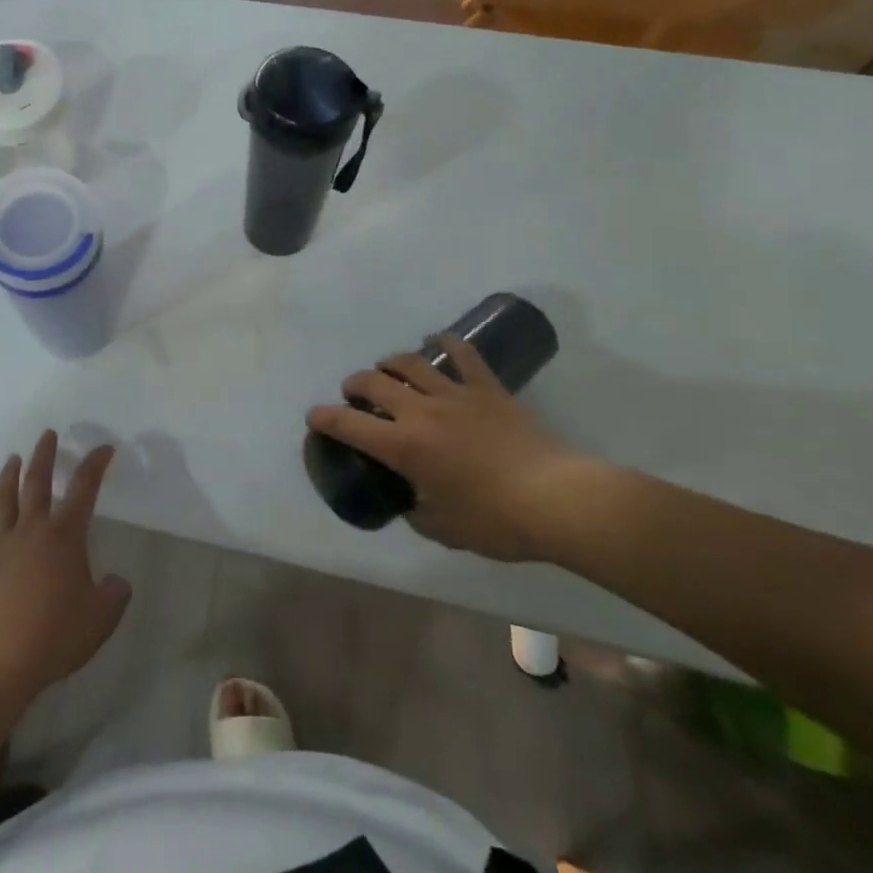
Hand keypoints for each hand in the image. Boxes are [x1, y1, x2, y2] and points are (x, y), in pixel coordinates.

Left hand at [0, 430, 131, 703]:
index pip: (84, 489)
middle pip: (37, 482)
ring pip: (4, 499)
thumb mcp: (100, 619)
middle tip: (47, 434)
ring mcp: (0, 545)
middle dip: (44, 455)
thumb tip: (116, 581)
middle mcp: (31, 530)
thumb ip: (114, 595)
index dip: (95, 465)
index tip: (104, 449)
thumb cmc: (54, 636)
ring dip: (9, 475)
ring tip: (13, 458)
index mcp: (64, 536)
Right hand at [304, 334, 588, 561]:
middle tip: (355, 396)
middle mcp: (420, 411)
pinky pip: (462, 354)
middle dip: (354, 385)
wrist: (558, 500)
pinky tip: (439, 342)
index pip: (348, 424)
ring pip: (409, 362)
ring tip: (390, 372)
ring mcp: (455, 394)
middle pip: (373, 382)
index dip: (323, 418)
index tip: (314, 417)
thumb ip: (417, 512)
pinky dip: (446, 343)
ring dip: (390, 364)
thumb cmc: (497, 521)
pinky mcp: (486, 388)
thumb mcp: (444, 530)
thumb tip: (411, 502)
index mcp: (403, 447)